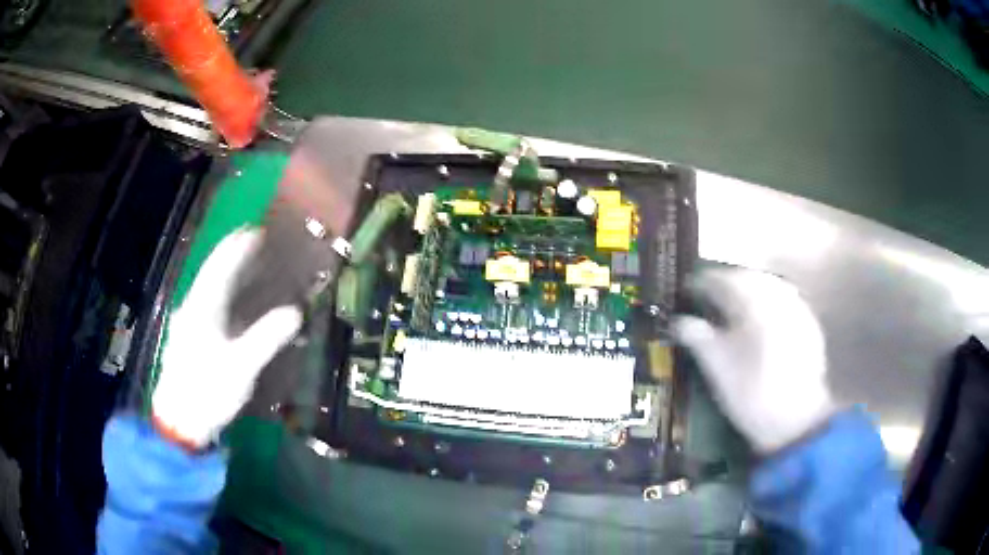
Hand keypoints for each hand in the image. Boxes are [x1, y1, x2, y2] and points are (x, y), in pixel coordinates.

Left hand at [152, 229, 302, 448]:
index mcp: (203, 309)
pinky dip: (224, 295)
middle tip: (254, 242)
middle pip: (212, 273)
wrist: (179, 419)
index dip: (238, 248)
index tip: (256, 232)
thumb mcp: (241, 367)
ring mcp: (189, 324)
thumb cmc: (208, 390)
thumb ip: (266, 338)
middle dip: (233, 255)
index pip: (220, 268)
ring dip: (228, 274)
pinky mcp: (189, 339)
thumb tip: (295, 312)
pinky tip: (233, 303)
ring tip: (248, 265)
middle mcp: (193, 309)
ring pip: (209, 289)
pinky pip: (209, 305)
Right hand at [673, 268, 834, 453]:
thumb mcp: (717, 368)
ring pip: (768, 285)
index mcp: (753, 303)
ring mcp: (797, 307)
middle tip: (708, 295)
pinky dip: (768, 300)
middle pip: (747, 277)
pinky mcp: (808, 323)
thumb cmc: (751, 393)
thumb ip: (696, 337)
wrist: (795, 421)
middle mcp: (777, 296)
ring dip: (748, 288)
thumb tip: (677, 321)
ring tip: (733, 303)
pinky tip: (762, 317)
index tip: (685, 290)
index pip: (720, 281)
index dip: (700, 283)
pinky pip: (784, 298)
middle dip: (726, 282)